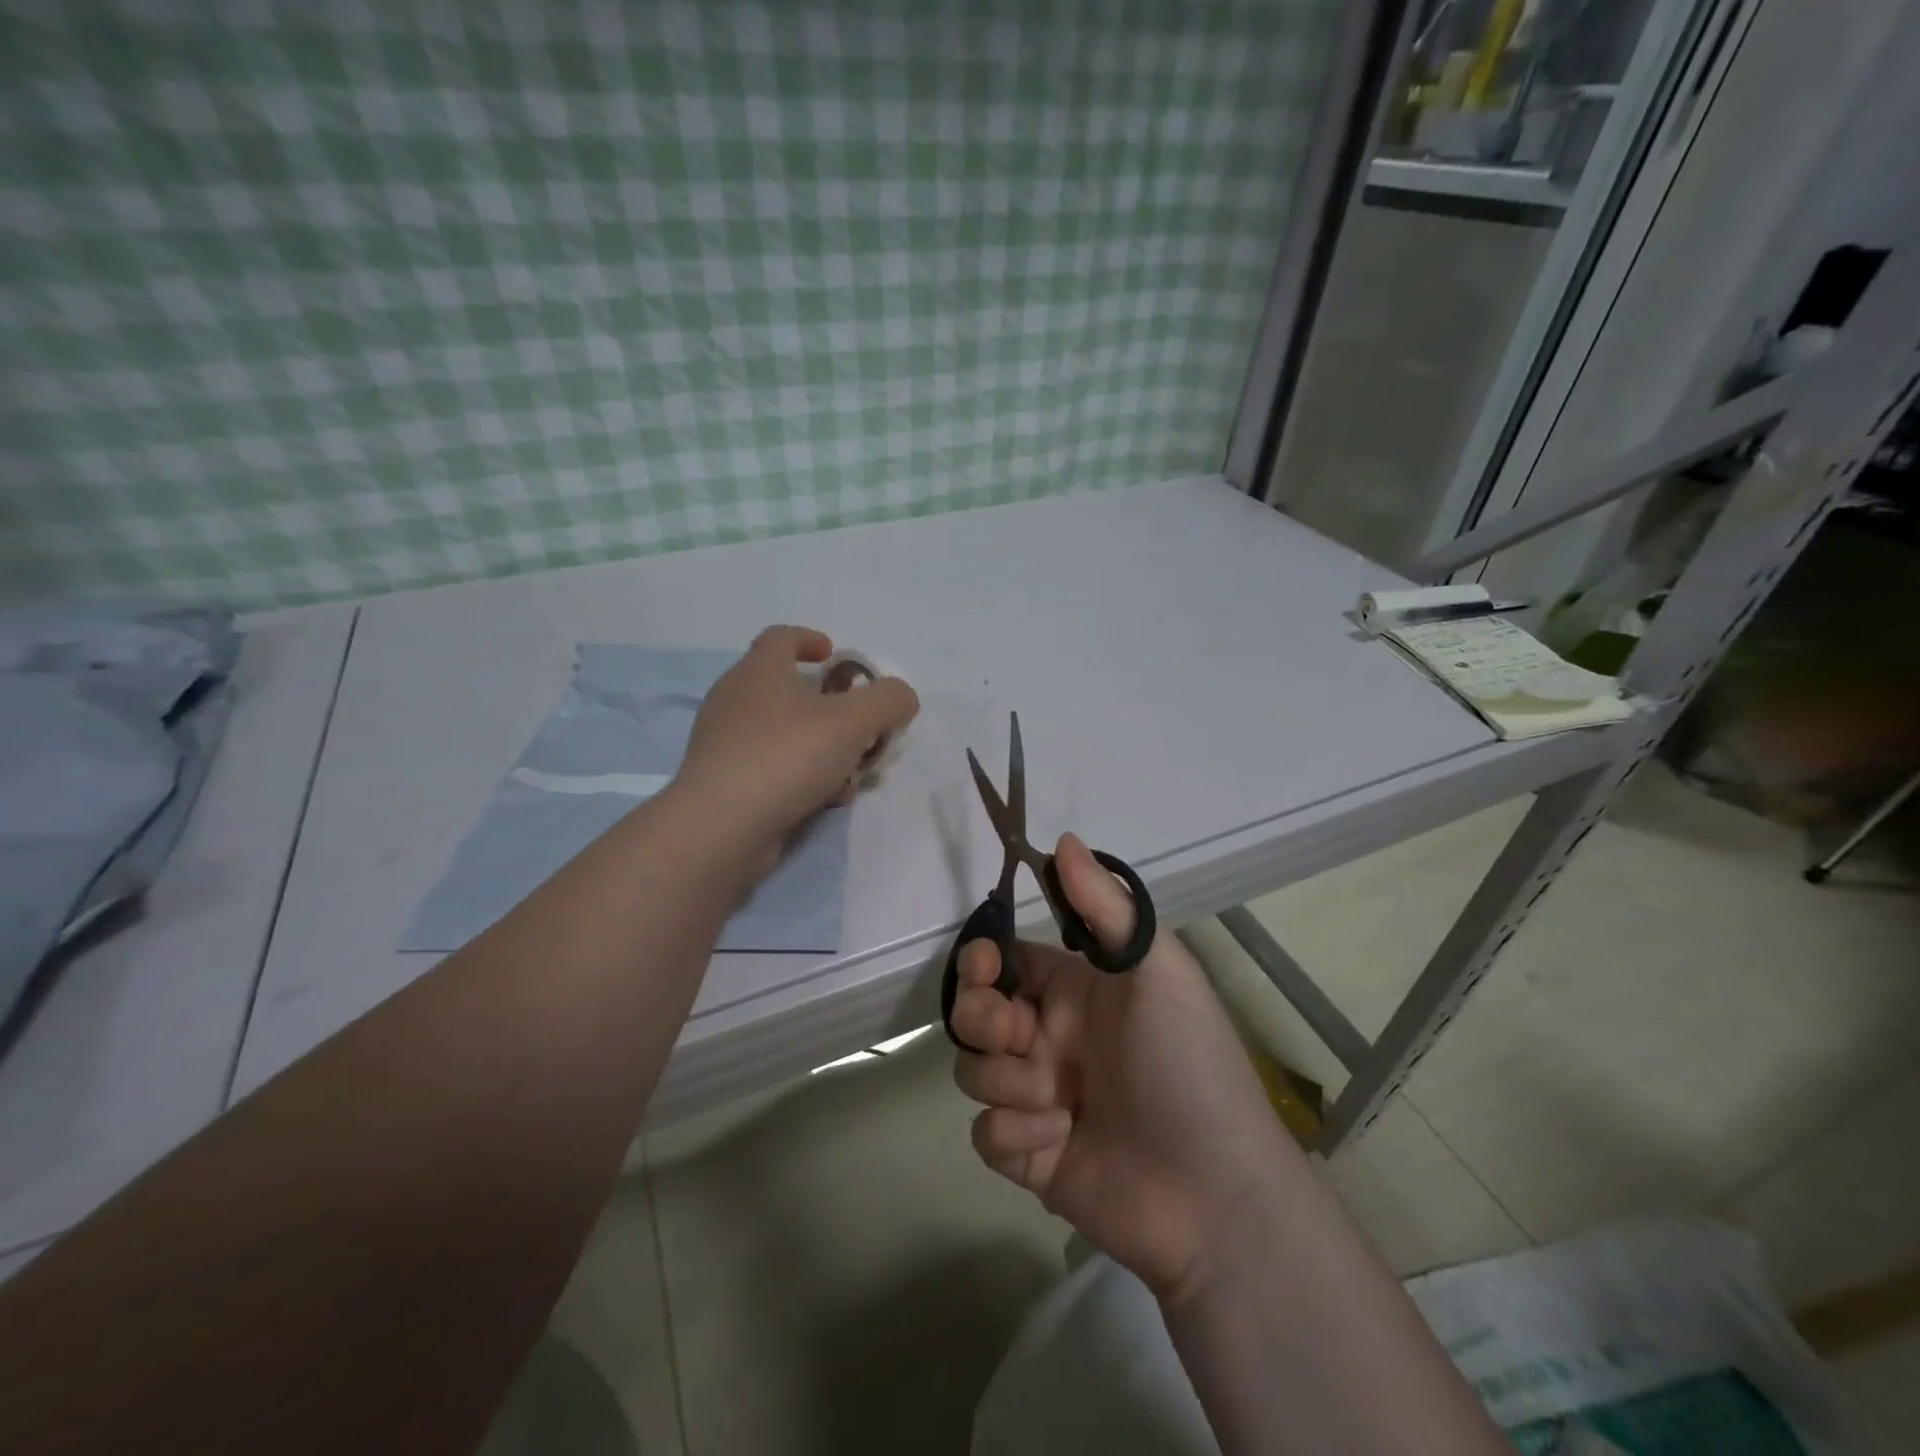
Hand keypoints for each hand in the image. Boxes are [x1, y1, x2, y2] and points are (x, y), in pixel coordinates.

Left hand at [674, 625, 918, 849]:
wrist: (722, 826)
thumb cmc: (787, 756)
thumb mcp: (854, 721)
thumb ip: (888, 700)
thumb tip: (901, 697)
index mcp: (759, 671)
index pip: (781, 637)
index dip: (809, 639)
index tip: (834, 654)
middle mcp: (734, 700)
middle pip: (786, 688)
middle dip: (829, 705)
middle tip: (857, 724)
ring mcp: (724, 743)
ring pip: (783, 733)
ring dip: (821, 746)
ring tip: (850, 772)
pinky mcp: (723, 782)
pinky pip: (771, 767)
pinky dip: (801, 775)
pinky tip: (825, 800)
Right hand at [950, 835, 1290, 1302]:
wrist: (1215, 1193)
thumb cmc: (1188, 1065)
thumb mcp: (1158, 971)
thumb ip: (1107, 906)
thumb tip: (1061, 839)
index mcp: (1075, 993)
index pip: (1005, 962)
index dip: (982, 959)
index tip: (984, 965)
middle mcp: (1050, 1039)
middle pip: (974, 1013)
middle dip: (981, 1018)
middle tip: (1017, 1035)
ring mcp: (1037, 1098)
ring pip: (974, 1072)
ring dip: (1010, 1083)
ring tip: (1061, 1101)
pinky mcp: (1028, 1156)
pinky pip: (985, 1133)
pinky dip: (1015, 1136)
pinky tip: (1058, 1141)